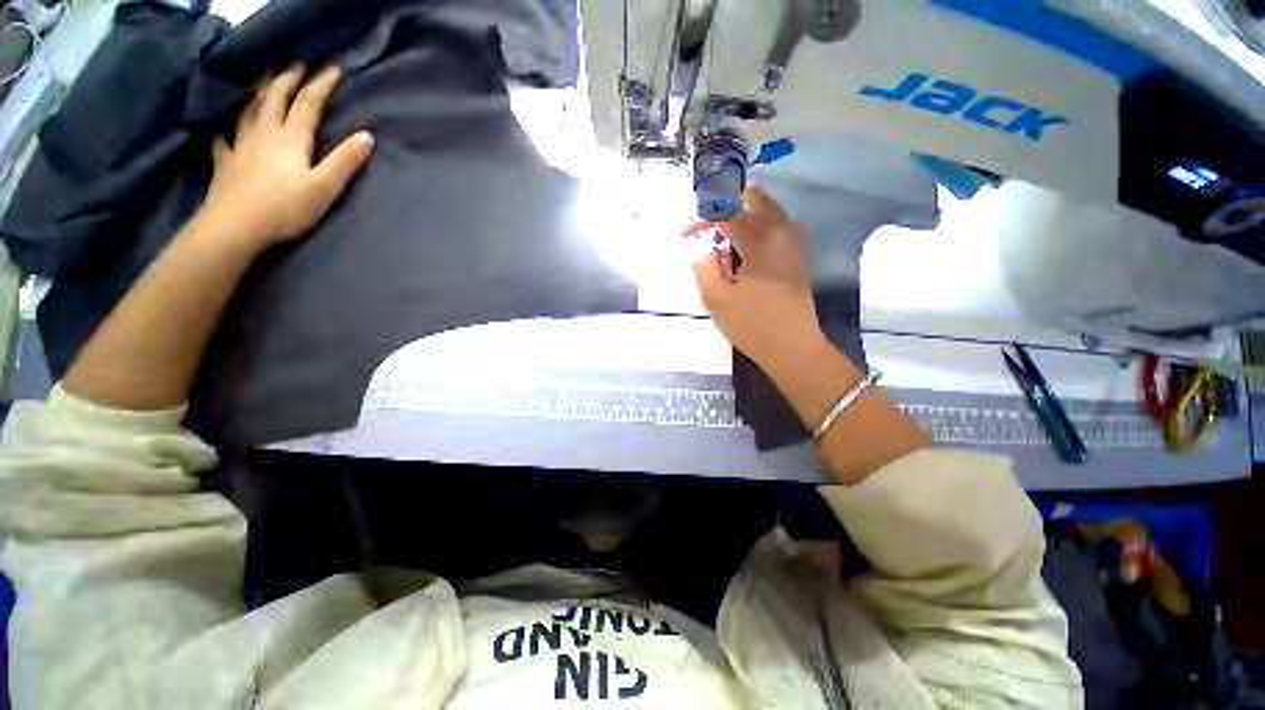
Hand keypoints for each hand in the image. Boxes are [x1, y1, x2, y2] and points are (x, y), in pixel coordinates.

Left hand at [198, 64, 374, 249]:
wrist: (236, 227)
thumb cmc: (286, 208)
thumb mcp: (325, 186)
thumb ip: (345, 161)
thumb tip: (367, 136)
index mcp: (291, 138)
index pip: (308, 103)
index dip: (321, 85)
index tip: (332, 68)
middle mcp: (264, 133)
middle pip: (274, 97)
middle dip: (287, 78)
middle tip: (295, 63)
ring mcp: (240, 146)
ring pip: (248, 110)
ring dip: (256, 91)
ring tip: (260, 79)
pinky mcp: (224, 163)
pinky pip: (222, 139)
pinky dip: (224, 129)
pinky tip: (223, 129)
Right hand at [686, 186, 822, 365]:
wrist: (794, 348)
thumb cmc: (753, 325)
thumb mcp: (716, 300)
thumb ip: (704, 268)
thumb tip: (708, 251)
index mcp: (760, 240)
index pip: (727, 212)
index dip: (701, 220)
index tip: (683, 236)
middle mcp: (781, 231)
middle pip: (753, 197)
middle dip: (726, 210)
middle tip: (709, 236)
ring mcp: (793, 242)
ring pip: (765, 211)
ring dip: (741, 222)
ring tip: (724, 252)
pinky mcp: (796, 255)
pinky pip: (773, 228)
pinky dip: (753, 233)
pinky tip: (742, 260)